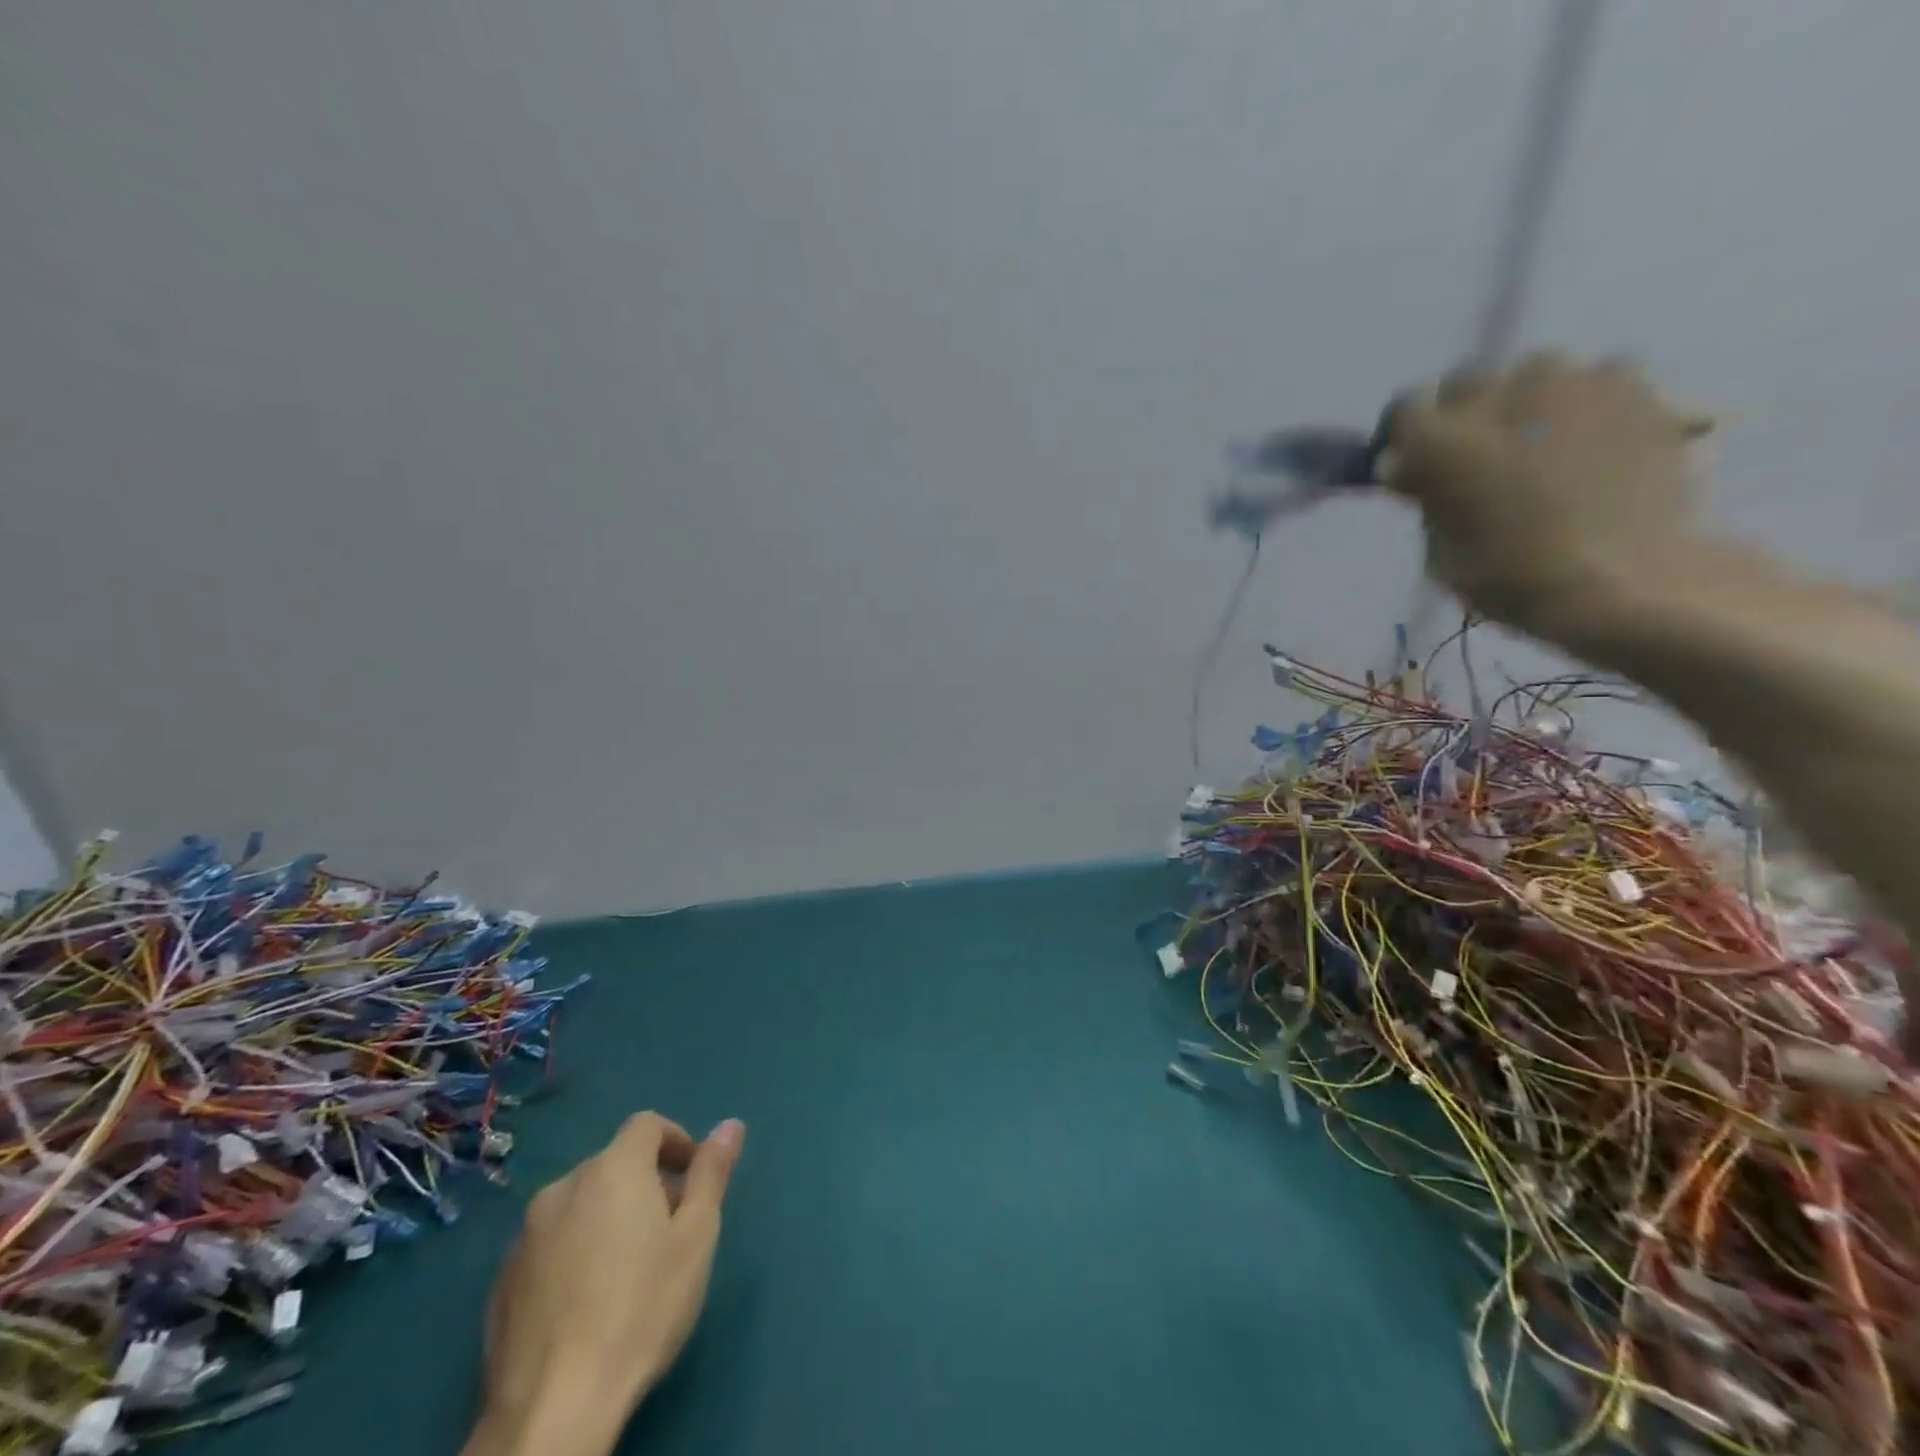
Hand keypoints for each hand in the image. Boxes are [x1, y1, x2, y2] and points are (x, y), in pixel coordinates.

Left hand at [464, 1112, 746, 1455]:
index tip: (693, 1178)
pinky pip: (550, 1245)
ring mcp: (524, 1236)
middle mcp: (563, 1188)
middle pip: (613, 1165)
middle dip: (645, 1184)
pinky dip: (574, 1252)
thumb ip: (711, 1174)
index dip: (675, 1141)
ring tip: (629, 1270)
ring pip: (579, 1205)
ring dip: (607, 1218)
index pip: (646, 1125)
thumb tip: (731, 1125)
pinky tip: (588, 1303)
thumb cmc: (641, 1309)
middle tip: (670, 1231)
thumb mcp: (696, 1237)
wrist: (552, 1408)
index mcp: (612, 1170)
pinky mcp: (500, 1282)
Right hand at [1382, 352, 1712, 636]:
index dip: (1403, 436)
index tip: (1409, 464)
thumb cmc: (1514, 579)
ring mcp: (1575, 386)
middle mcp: (1502, 397)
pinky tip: (1597, 438)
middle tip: (1476, 455)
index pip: (1405, 410)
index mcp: (1443, 443)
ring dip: (1529, 401)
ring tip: (1543, 441)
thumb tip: (1418, 473)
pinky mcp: (1638, 390)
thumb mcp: (1441, 552)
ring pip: (1537, 371)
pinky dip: (1591, 402)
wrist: (1627, 582)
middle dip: (1464, 414)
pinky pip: (1602, 379)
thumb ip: (1430, 499)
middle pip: (1468, 382)